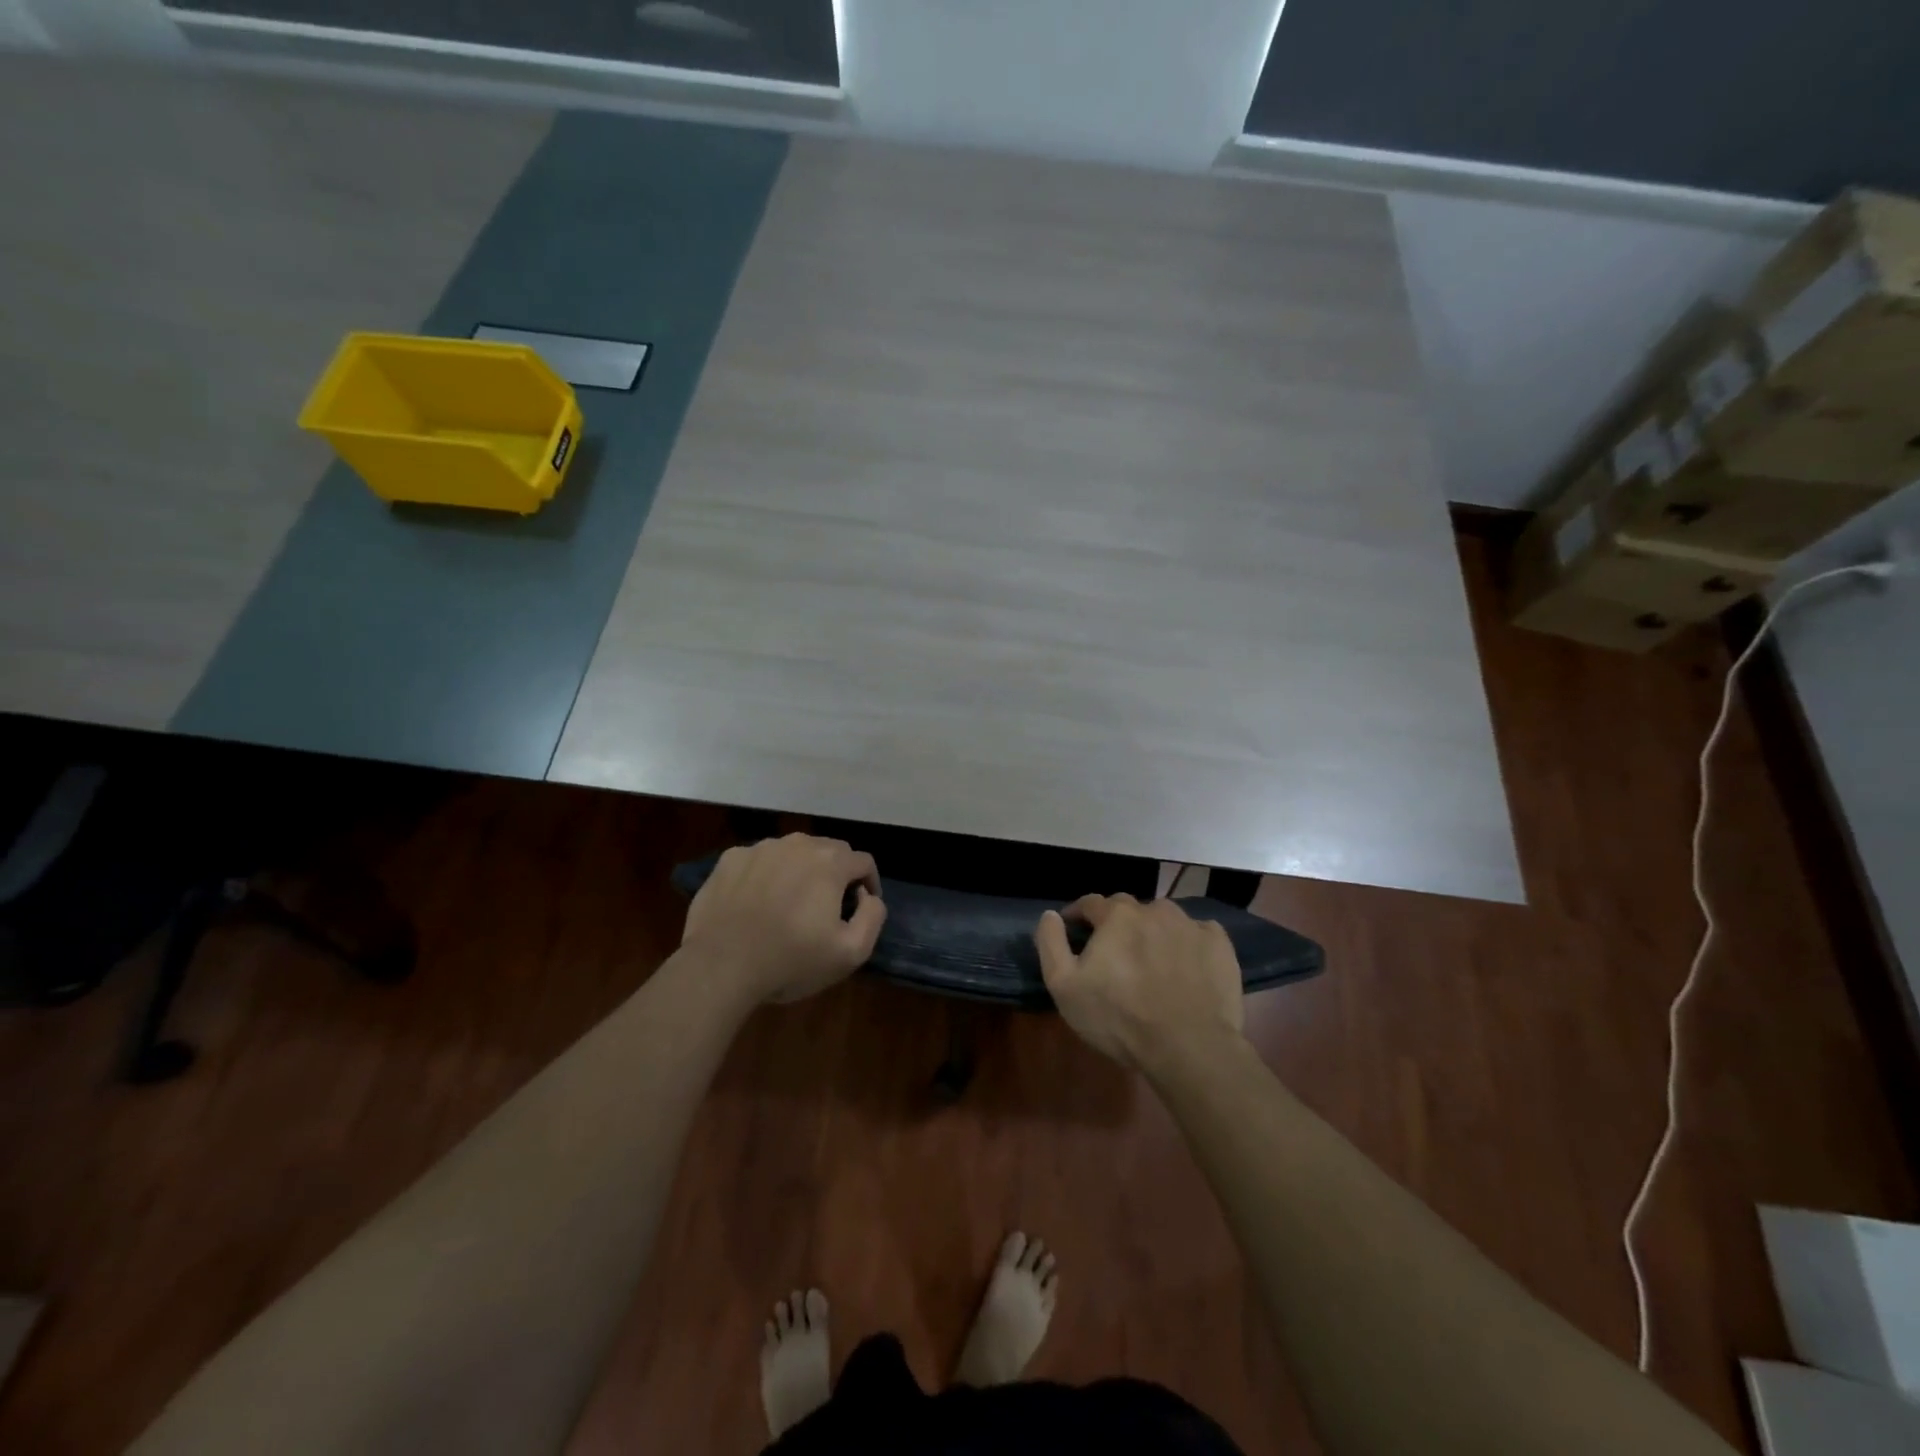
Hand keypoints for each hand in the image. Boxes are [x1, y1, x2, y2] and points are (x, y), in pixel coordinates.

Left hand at [681, 835, 885, 1005]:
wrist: (720, 966)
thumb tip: (867, 896)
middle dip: (836, 874)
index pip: (863, 862)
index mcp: (830, 861)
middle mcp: (798, 843)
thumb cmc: (791, 961)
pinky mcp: (729, 860)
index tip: (860, 908)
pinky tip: (756, 903)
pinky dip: (765, 875)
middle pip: (829, 851)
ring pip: (792, 852)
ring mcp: (760, 848)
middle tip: (827, 907)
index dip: (869, 884)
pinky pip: (758, 861)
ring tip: (790, 903)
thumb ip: (873, 916)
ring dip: (799, 871)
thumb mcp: (851, 952)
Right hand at [1035, 894, 1243, 1072]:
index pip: (1090, 903)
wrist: (1189, 1047)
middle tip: (1113, 950)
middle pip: (1128, 908)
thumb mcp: (1065, 986)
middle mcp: (1154, 910)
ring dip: (1153, 930)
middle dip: (1116, 922)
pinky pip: (1198, 933)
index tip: (1073, 928)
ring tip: (1151, 958)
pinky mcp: (1219, 945)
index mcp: (1116, 916)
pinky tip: (1185, 965)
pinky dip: (1187, 943)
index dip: (1078, 914)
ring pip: (1164, 918)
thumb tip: (1050, 915)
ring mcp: (1190, 925)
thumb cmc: (1119, 1018)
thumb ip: (1051, 943)